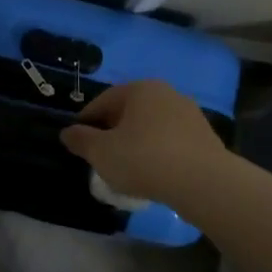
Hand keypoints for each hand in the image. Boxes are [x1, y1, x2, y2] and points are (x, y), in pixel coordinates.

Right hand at [59, 80, 228, 202]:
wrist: (203, 182)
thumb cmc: (144, 159)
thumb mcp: (102, 153)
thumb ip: (81, 140)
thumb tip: (67, 132)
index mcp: (139, 89)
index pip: (103, 101)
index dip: (86, 122)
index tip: (78, 143)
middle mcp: (166, 93)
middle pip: (128, 112)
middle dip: (112, 132)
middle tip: (101, 156)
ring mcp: (189, 113)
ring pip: (151, 126)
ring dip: (136, 142)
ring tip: (126, 168)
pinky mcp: (204, 136)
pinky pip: (170, 141)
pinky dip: (157, 152)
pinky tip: (153, 173)